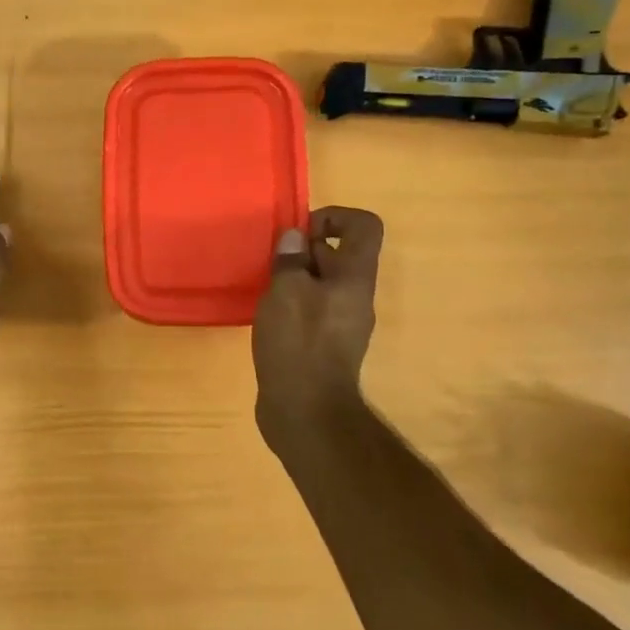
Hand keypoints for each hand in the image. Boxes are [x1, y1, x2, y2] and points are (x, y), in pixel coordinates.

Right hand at [252, 206, 383, 447]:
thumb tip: (294, 237)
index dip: (333, 217)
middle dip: (304, 250)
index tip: (300, 234)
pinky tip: (267, 318)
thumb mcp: (286, 291)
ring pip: (322, 283)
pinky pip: (313, 310)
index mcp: (355, 277)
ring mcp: (342, 324)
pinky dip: (292, 305)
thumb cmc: (299, 343)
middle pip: (339, 254)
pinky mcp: (325, 346)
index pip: (364, 226)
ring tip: (265, 289)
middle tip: (273, 263)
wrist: (306, 413)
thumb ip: (290, 259)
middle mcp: (355, 297)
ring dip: (294, 279)